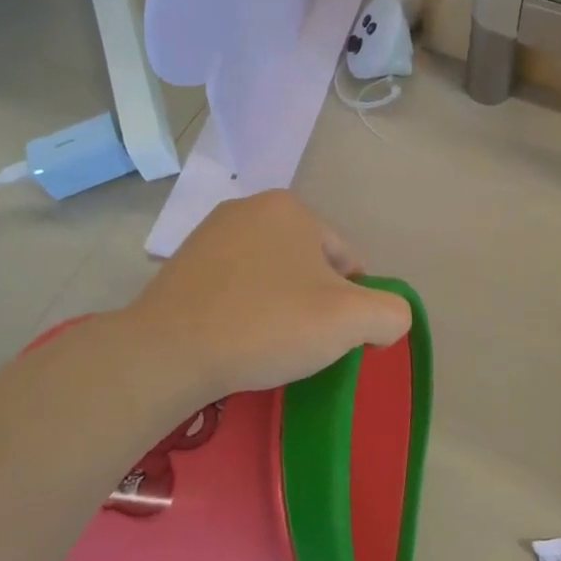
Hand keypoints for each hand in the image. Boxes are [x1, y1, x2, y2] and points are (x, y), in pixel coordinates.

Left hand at [130, 191, 412, 401]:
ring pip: (271, 276)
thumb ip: (391, 314)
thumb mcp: (352, 321)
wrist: (169, 352)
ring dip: (281, 307)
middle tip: (303, 344)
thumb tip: (384, 323)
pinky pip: (235, 287)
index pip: (346, 261)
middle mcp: (248, 208)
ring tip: (269, 345)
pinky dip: (246, 310)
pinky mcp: (182, 265)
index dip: (353, 304)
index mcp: (290, 208)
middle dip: (315, 303)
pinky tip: (238, 339)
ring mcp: (209, 235)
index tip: (335, 339)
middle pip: (308, 266)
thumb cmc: (268, 325)